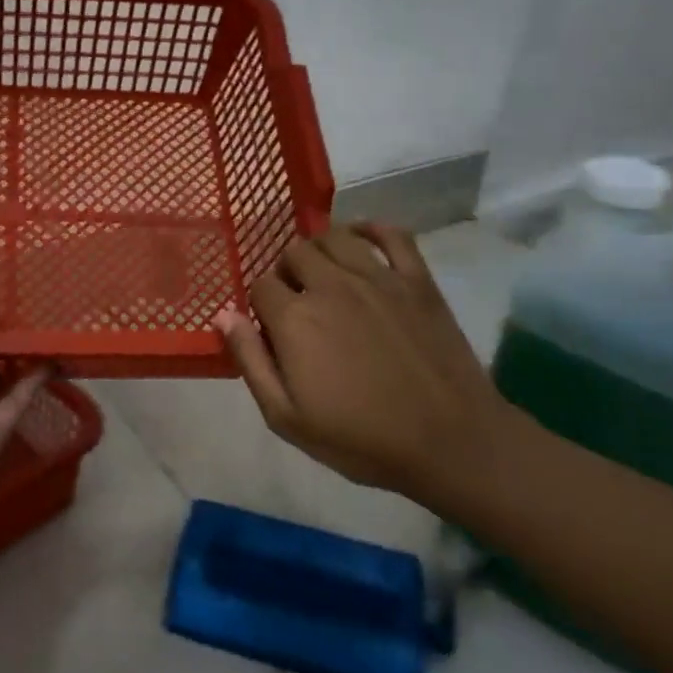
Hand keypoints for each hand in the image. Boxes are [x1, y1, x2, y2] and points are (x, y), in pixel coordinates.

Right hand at [215, 223, 511, 502]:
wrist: (449, 443)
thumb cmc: (360, 439)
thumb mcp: (285, 417)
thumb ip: (250, 361)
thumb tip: (224, 315)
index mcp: (294, 319)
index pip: (259, 286)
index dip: (259, 305)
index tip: (270, 329)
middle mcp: (331, 286)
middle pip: (294, 252)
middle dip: (287, 273)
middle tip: (298, 303)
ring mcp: (378, 278)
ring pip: (335, 237)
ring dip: (320, 249)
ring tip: (324, 274)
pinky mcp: (418, 281)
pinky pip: (393, 234)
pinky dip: (372, 230)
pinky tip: (363, 241)